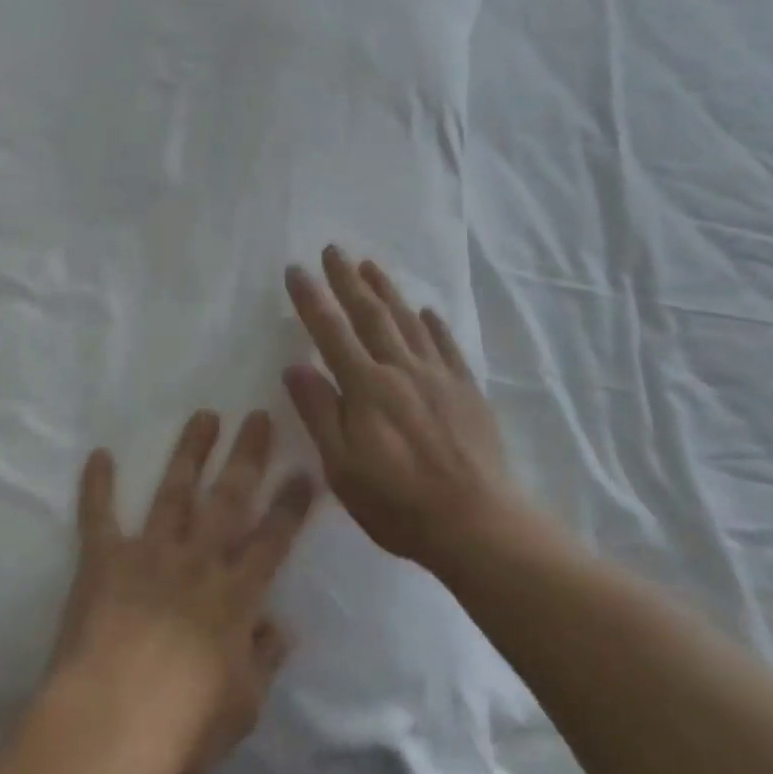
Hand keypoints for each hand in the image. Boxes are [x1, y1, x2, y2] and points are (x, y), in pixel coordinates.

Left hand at [45, 411, 316, 773]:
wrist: (109, 725)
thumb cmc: (183, 728)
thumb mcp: (243, 708)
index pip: (273, 539)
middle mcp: (198, 560)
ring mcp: (150, 553)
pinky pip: (98, 516)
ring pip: (175, 490)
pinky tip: (98, 454)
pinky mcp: (104, 560)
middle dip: (247, 455)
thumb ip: (264, 662)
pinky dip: (97, 485)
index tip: (305, 471)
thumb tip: (281, 627)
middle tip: (258, 416)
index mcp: (235, 595)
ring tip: (204, 416)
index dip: (291, 505)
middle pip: (229, 497)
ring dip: (190, 451)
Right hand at [284, 246, 517, 570]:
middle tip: (333, 249)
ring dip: (386, 290)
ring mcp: (438, 376)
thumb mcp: (343, 468)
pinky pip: (447, 346)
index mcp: (366, 387)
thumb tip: (295, 366)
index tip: (296, 270)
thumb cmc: (399, 503)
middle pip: (370, 314)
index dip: (311, 299)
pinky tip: (426, 311)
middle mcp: (401, 369)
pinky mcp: (466, 390)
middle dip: (347, 280)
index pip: (331, 332)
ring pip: (408, 321)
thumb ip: (320, 413)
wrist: (478, 523)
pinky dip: (434, 324)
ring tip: (370, 266)